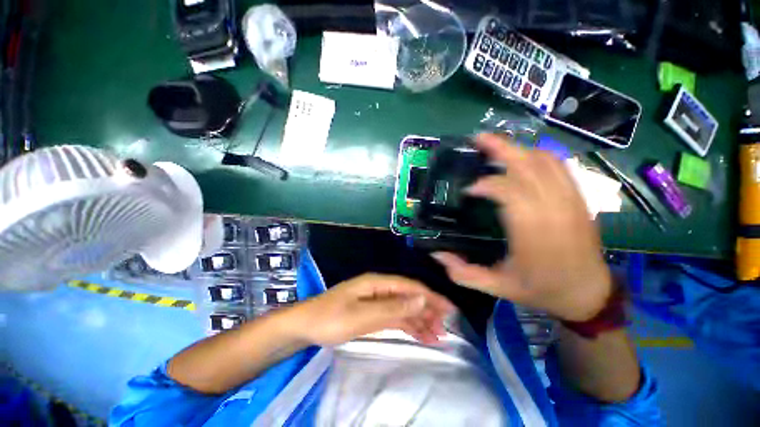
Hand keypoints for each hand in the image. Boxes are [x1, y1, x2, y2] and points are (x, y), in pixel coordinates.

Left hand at [292, 273, 455, 345]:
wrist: (305, 326)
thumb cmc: (331, 318)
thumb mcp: (362, 315)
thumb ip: (393, 307)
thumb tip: (422, 298)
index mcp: (377, 283)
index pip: (410, 287)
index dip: (430, 296)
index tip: (449, 309)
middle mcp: (379, 288)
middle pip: (409, 297)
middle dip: (427, 310)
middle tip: (445, 329)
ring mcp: (376, 300)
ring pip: (403, 308)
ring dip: (420, 320)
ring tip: (436, 336)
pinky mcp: (372, 312)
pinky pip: (394, 317)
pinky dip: (407, 325)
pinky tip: (419, 335)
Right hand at [432, 134, 611, 321]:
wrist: (588, 294)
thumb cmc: (541, 290)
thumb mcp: (497, 287)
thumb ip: (464, 273)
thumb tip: (436, 254)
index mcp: (531, 232)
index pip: (508, 191)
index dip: (485, 183)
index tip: (468, 189)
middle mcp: (553, 210)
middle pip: (528, 165)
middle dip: (500, 148)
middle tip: (477, 140)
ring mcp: (570, 201)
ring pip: (545, 160)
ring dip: (518, 149)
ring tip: (496, 146)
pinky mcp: (578, 199)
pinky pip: (559, 166)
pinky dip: (538, 155)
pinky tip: (522, 157)